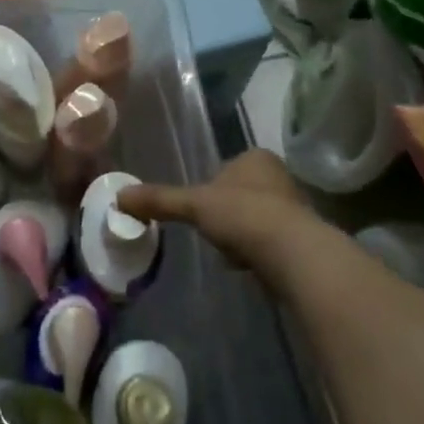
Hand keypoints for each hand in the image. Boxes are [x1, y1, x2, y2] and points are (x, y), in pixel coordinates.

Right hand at [116, 150, 316, 297]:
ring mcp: (295, 207)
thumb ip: (160, 200)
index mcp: (256, 158)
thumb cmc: (243, 215)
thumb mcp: (195, 204)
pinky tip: (250, 265)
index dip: (209, 191)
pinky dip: (258, 252)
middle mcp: (279, 176)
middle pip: (240, 194)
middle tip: (214, 234)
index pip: (225, 169)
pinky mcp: (303, 238)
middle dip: (227, 214)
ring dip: (242, 234)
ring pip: (256, 218)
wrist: (293, 253)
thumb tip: (119, 197)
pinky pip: (271, 241)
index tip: (200, 212)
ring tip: (232, 253)